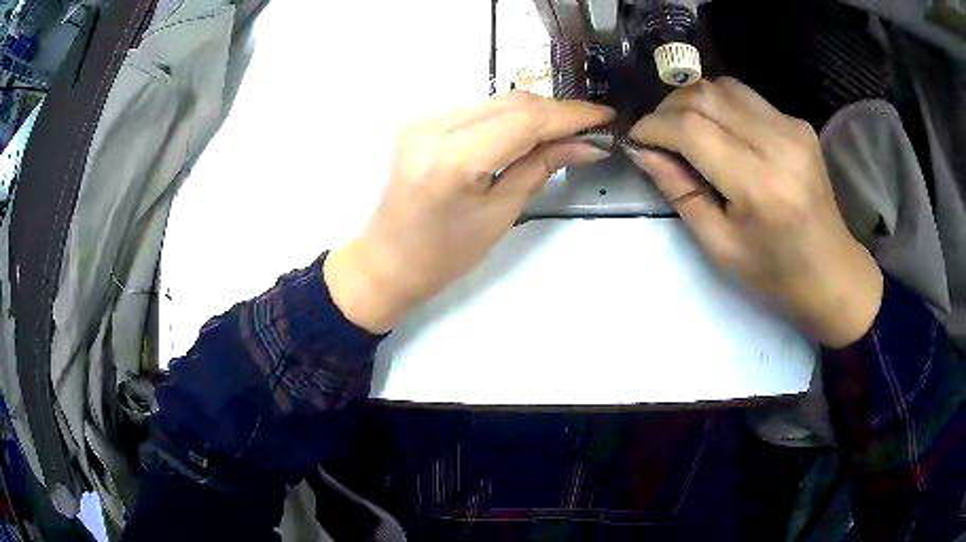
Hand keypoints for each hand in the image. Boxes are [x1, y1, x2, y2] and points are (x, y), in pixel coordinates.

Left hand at [326, 93, 613, 331]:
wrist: (387, 262)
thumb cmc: (444, 256)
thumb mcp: (500, 215)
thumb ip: (541, 168)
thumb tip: (586, 144)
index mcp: (452, 160)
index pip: (524, 119)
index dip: (569, 115)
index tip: (604, 116)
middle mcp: (432, 128)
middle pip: (510, 102)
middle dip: (556, 111)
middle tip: (590, 126)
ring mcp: (422, 122)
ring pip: (495, 102)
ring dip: (534, 112)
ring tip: (566, 130)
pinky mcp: (421, 124)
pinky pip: (477, 111)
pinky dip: (509, 117)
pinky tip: (529, 132)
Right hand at [627, 78, 881, 346]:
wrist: (832, 272)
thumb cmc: (775, 274)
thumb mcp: (719, 246)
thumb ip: (680, 192)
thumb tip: (641, 150)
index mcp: (759, 185)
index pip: (691, 129)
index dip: (653, 127)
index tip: (635, 139)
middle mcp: (779, 143)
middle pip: (704, 95)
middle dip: (668, 109)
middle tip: (656, 135)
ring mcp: (793, 127)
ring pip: (723, 86)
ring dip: (692, 101)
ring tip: (683, 130)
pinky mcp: (798, 123)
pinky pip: (746, 97)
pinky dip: (720, 106)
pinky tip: (718, 131)